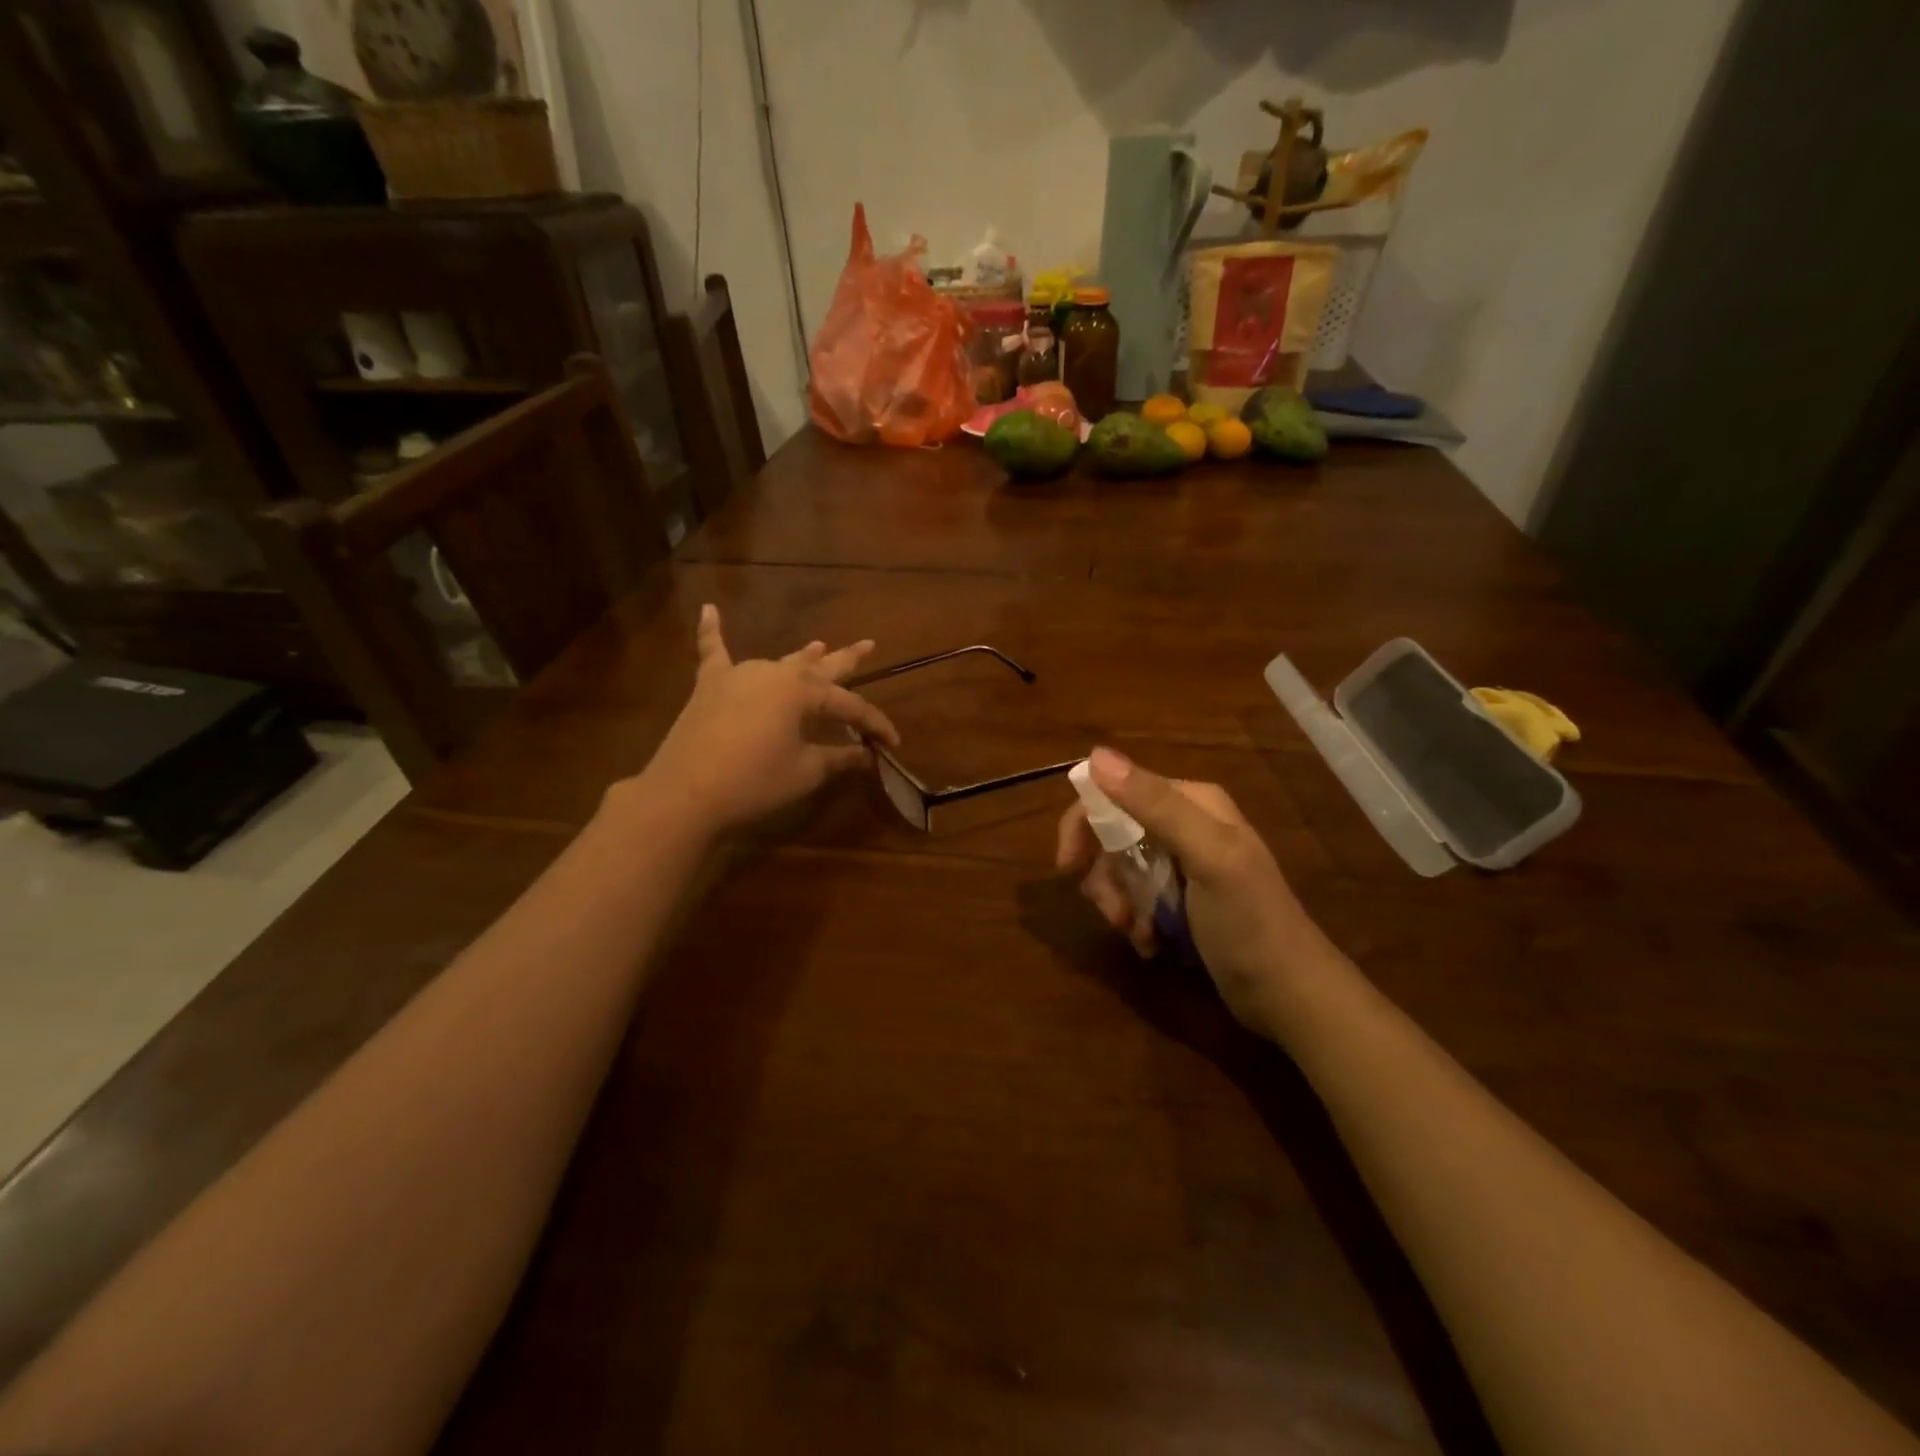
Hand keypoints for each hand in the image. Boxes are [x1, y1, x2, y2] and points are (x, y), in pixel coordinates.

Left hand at [641, 604, 899, 834]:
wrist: (686, 793)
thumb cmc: (755, 781)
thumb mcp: (805, 771)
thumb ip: (838, 758)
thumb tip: (867, 756)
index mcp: (803, 692)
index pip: (849, 705)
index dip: (874, 724)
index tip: (892, 743)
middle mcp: (775, 673)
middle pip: (819, 667)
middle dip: (847, 659)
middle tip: (869, 644)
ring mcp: (740, 675)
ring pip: (780, 661)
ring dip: (803, 656)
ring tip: (820, 644)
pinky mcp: (710, 686)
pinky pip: (713, 652)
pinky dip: (712, 631)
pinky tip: (709, 608)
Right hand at [1055, 748, 1332, 1037]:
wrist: (1290, 996)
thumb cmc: (1249, 922)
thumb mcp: (1207, 856)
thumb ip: (1155, 805)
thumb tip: (1095, 754)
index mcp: (1192, 802)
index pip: (1115, 792)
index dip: (1084, 825)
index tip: (1068, 867)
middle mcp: (1185, 825)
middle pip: (1113, 834)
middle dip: (1104, 875)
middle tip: (1113, 913)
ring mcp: (1183, 864)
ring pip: (1120, 870)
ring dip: (1119, 904)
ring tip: (1139, 935)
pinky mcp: (1182, 900)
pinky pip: (1136, 898)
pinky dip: (1135, 921)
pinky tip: (1150, 945)